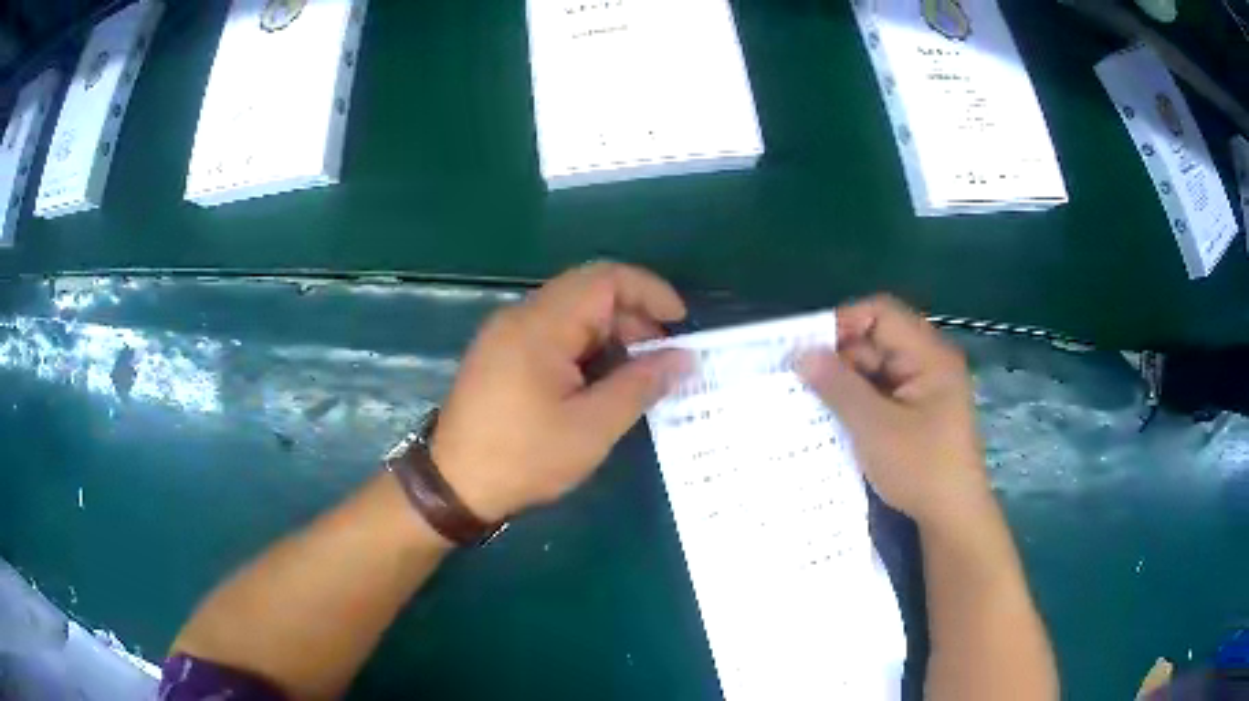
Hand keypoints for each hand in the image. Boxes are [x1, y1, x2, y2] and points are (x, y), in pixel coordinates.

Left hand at [430, 263, 692, 522]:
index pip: (605, 279)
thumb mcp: (592, 427)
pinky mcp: (501, 354)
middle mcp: (521, 316)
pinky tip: (599, 382)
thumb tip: (683, 358)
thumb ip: (640, 385)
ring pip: (571, 313)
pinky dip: (585, 348)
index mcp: (541, 325)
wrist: (453, 486)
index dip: (650, 292)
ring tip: (636, 376)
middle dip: (634, 317)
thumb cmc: (524, 457)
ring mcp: (506, 334)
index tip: (680, 323)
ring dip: (610, 334)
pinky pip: (552, 333)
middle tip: (661, 359)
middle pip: (588, 292)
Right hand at [797, 295, 989, 527]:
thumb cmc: (921, 468)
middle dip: (839, 357)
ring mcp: (922, 388)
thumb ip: (838, 387)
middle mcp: (927, 363)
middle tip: (801, 381)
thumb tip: (800, 354)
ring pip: (875, 369)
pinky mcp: (916, 411)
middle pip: (876, 340)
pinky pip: (880, 392)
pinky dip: (857, 401)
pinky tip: (833, 418)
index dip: (843, 322)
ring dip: (845, 383)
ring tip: (809, 402)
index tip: (807, 349)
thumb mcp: (875, 427)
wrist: (953, 517)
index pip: (881, 313)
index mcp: (928, 355)